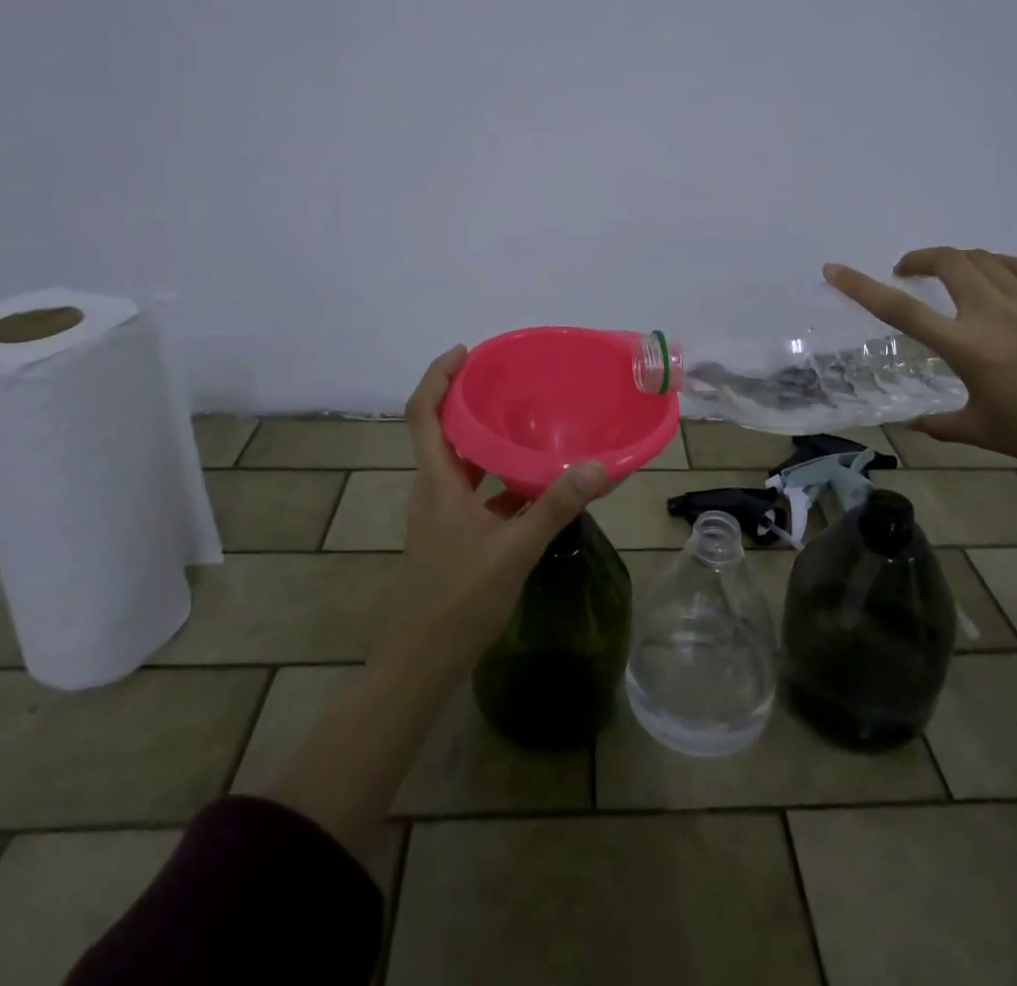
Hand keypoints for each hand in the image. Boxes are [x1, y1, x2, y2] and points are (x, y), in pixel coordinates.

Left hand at [378, 345, 610, 674]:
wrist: (418, 664)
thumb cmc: (458, 601)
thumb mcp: (514, 551)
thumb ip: (555, 507)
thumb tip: (597, 466)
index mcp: (437, 483)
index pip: (423, 414)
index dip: (438, 376)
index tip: (466, 352)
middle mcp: (432, 490)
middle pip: (441, 431)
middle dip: (468, 400)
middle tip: (507, 381)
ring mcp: (439, 515)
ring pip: (459, 463)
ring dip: (484, 440)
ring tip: (525, 423)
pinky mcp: (449, 536)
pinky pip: (472, 493)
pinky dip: (496, 480)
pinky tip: (532, 487)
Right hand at [825, 247, 1016, 479]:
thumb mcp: (986, 432)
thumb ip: (943, 424)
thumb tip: (914, 425)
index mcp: (967, 347)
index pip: (901, 309)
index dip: (861, 287)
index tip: (834, 270)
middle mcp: (994, 313)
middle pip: (947, 262)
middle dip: (919, 258)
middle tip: (907, 272)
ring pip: (984, 258)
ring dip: (957, 259)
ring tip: (949, 275)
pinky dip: (997, 264)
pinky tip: (996, 277)